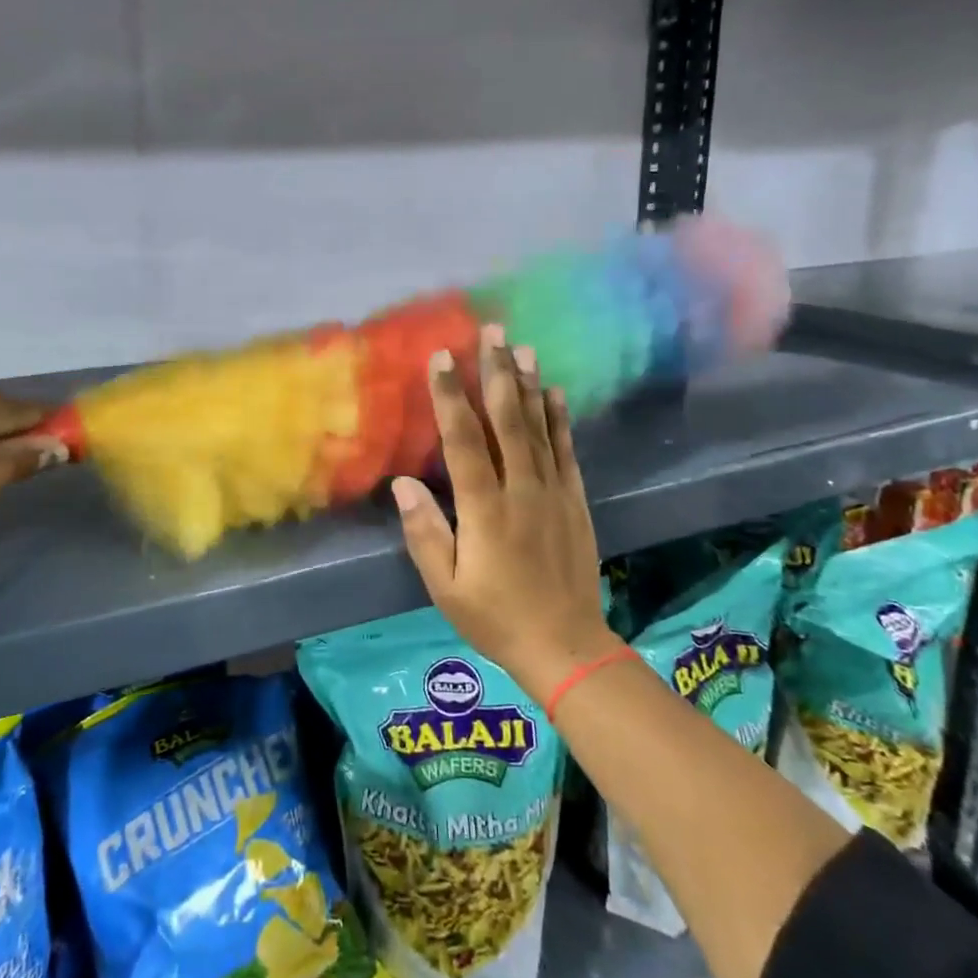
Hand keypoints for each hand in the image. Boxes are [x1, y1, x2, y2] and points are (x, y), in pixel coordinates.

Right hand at [392, 324, 617, 702]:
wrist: (565, 646)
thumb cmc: (495, 617)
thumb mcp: (446, 588)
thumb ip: (425, 533)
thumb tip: (403, 484)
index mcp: (485, 510)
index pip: (463, 441)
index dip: (450, 397)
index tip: (442, 358)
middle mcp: (521, 490)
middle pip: (506, 421)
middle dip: (496, 373)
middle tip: (491, 331)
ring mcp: (553, 492)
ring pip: (538, 428)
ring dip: (527, 385)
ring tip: (521, 347)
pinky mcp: (574, 500)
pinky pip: (566, 451)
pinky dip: (558, 419)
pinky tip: (554, 392)